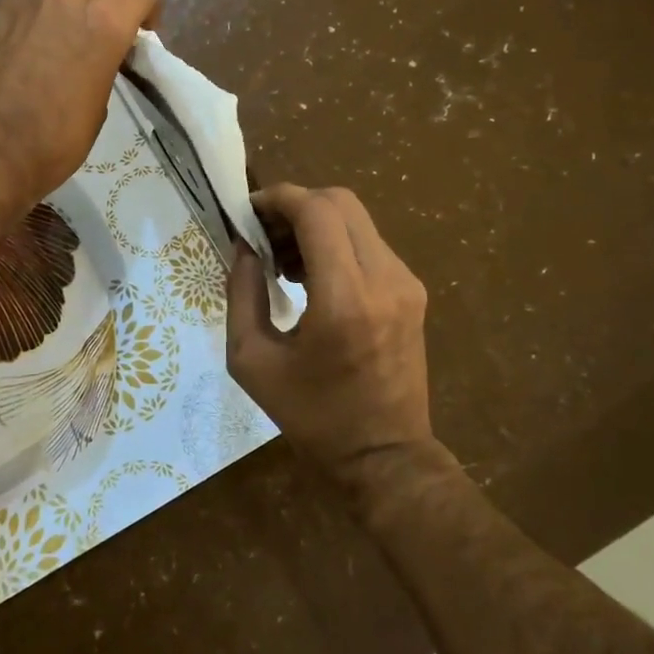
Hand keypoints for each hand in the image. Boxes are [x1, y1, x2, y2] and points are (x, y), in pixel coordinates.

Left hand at [0, 0, 161, 208]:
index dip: (149, 11)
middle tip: (103, 38)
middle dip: (110, 5)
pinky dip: (38, 12)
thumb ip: (104, 64)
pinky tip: (28, 43)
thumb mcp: (97, 106)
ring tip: (65, 34)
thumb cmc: (51, 143)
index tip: (142, 34)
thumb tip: (95, 55)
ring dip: (73, 2)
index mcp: (103, 21)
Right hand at [226, 185, 433, 484]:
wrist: (384, 456)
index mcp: (344, 299)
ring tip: (283, 262)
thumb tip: (244, 247)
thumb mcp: (251, 361)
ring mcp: (405, 284)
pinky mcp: (412, 292)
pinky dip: (335, 244)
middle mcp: (383, 279)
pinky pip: (369, 245)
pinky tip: (312, 279)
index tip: (249, 211)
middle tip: (264, 237)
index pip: (317, 211)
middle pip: (341, 203)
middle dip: (295, 206)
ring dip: (315, 225)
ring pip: (357, 220)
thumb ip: (241, 294)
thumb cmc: (310, 416)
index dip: (278, 198)